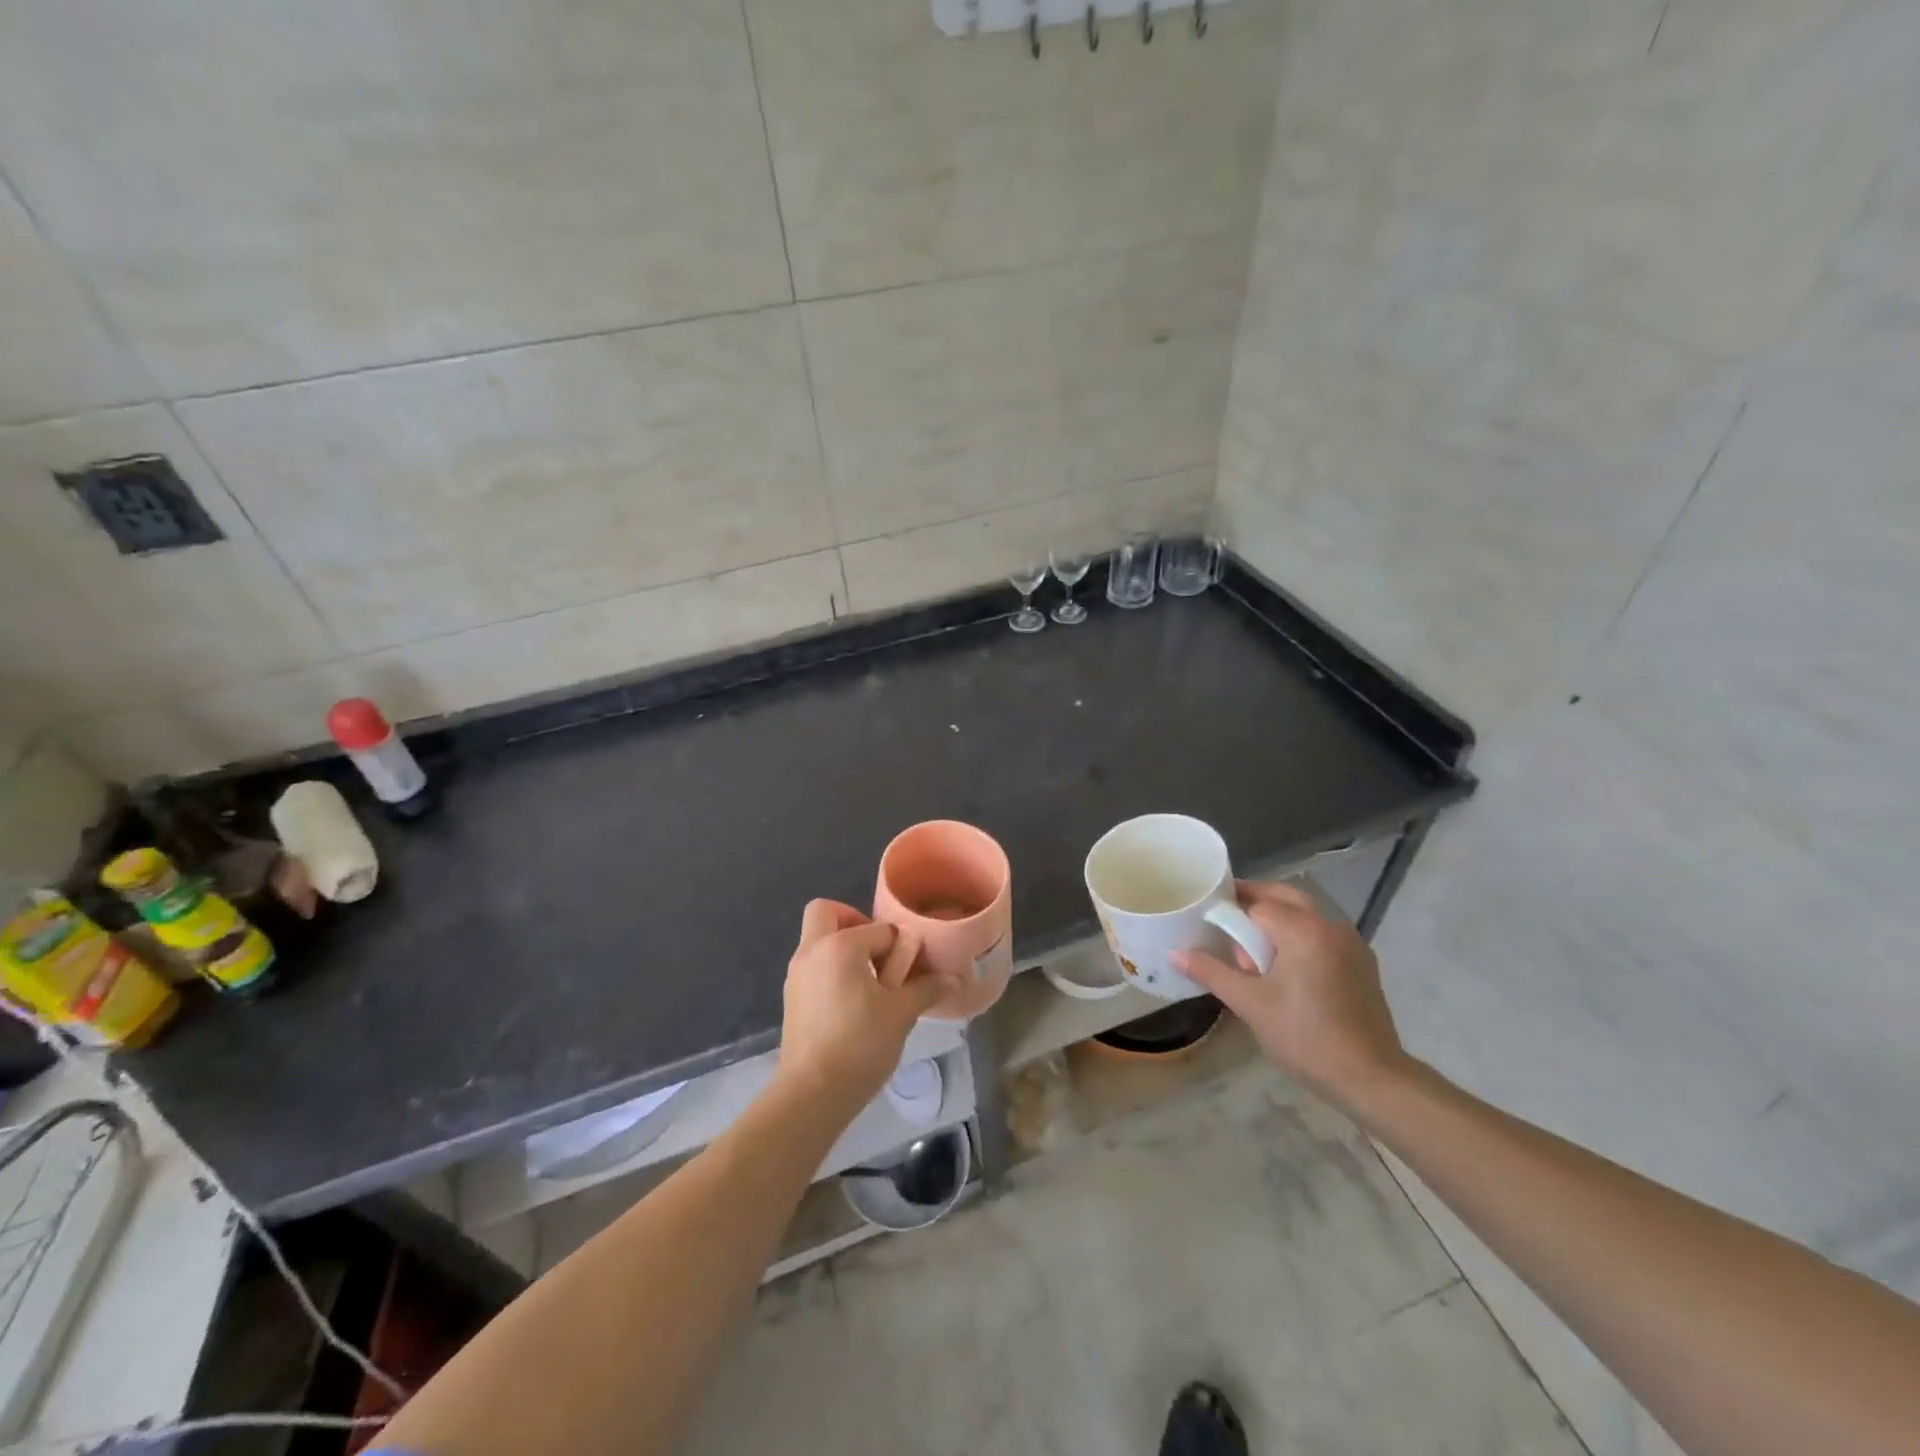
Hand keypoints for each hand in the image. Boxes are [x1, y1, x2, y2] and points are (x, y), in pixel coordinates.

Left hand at [777, 899, 960, 1111]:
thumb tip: (954, 979)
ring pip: (817, 942)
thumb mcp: (901, 1014)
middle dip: (853, 921)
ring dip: (842, 949)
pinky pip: (813, 968)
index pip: (878, 929)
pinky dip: (831, 972)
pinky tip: (853, 1006)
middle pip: (826, 912)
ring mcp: (796, 975)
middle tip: (878, 952)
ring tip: (870, 985)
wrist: (811, 1094)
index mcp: (839, 946)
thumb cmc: (860, 1044)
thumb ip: (926, 989)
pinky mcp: (791, 999)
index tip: (910, 969)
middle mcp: (812, 951)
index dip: (899, 945)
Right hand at [1173, 880, 1410, 1108]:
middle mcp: (1330, 925)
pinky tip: (1286, 969)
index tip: (1208, 921)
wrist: (1372, 1078)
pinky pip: (1322, 935)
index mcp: (1302, 929)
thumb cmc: (1305, 1037)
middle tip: (1226, 923)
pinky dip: (1300, 938)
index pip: (1256, 904)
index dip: (1230, 912)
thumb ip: (1212, 972)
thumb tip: (1175, 953)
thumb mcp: (1250, 1004)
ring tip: (1254, 953)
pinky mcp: (1363, 963)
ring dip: (1279, 921)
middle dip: (1254, 904)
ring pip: (1306, 915)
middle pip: (1284, 898)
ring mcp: (1351, 943)